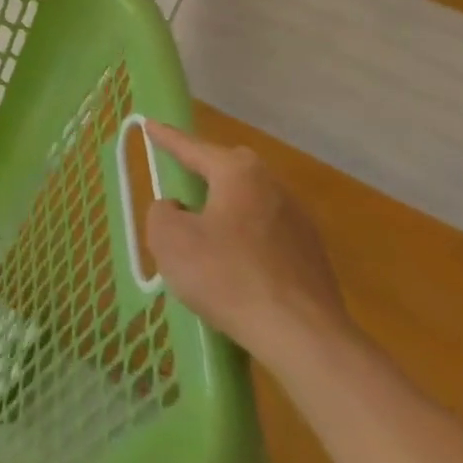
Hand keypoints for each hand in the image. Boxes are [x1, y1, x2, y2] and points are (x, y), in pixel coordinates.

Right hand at [140, 122, 354, 368]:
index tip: (149, 124)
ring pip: (252, 202)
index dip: (167, 138)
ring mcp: (300, 223)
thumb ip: (162, 213)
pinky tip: (235, 265)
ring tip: (206, 229)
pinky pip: (268, 234)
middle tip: (183, 178)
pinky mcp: (313, 259)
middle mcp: (273, 187)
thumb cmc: (227, 276)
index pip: (193, 148)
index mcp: (238, 173)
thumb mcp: (169, 239)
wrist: (304, 338)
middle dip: (206, 169)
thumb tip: (178, 210)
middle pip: (231, 169)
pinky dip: (247, 239)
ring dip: (228, 208)